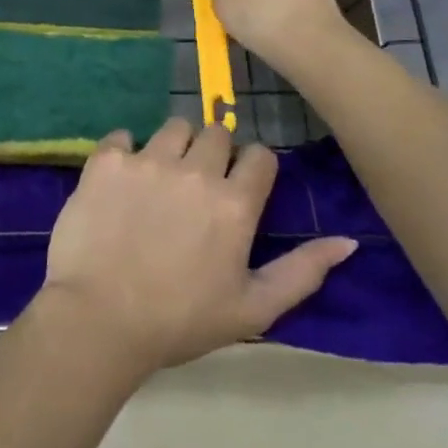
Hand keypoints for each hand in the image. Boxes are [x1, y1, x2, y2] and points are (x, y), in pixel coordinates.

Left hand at [36, 119, 356, 376]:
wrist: (99, 321)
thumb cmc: (180, 321)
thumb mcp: (253, 309)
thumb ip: (303, 271)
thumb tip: (348, 241)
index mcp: (234, 203)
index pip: (259, 156)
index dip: (252, 170)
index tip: (239, 190)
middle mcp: (195, 170)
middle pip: (217, 133)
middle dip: (213, 155)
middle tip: (196, 189)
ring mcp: (147, 160)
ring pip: (174, 127)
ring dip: (173, 147)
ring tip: (160, 181)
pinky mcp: (107, 160)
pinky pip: (122, 136)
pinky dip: (124, 152)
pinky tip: (120, 182)